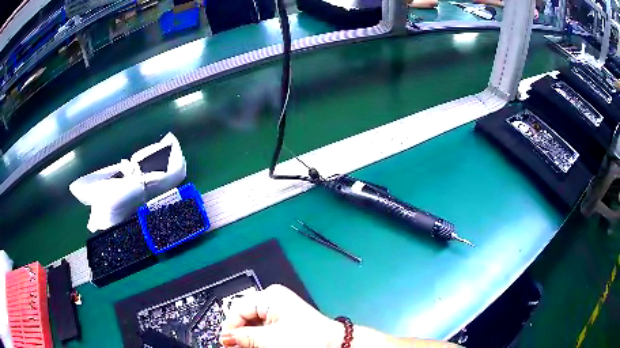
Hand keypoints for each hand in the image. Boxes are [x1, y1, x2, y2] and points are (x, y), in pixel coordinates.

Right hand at [220, 284, 342, 347]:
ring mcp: (279, 308)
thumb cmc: (307, 338)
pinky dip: (258, 335)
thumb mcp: (270, 339)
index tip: (226, 342)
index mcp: (270, 296)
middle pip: (245, 315)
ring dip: (248, 335)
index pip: (238, 309)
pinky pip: (263, 325)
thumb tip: (225, 336)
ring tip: (248, 346)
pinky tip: (258, 343)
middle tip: (236, 346)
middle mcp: (273, 298)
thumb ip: (244, 337)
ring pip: (253, 321)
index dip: (230, 326)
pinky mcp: (283, 317)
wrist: (332, 344)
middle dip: (240, 332)